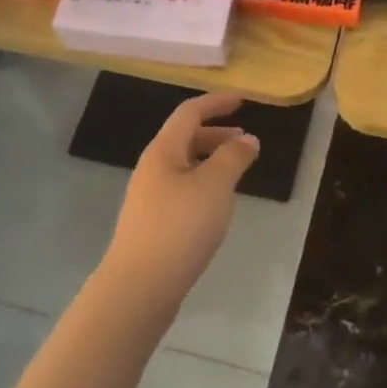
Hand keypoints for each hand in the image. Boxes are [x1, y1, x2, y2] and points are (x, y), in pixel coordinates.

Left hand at [102, 92, 260, 309]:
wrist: (139, 287)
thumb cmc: (180, 227)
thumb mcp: (215, 186)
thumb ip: (234, 157)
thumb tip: (247, 139)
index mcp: (163, 151)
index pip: (190, 113)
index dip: (217, 103)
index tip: (243, 100)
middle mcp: (152, 168)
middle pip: (185, 138)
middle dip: (216, 133)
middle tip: (245, 140)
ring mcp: (149, 197)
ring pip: (184, 165)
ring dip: (211, 160)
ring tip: (237, 171)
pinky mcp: (152, 223)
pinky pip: (182, 188)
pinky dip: (204, 183)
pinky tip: (218, 204)